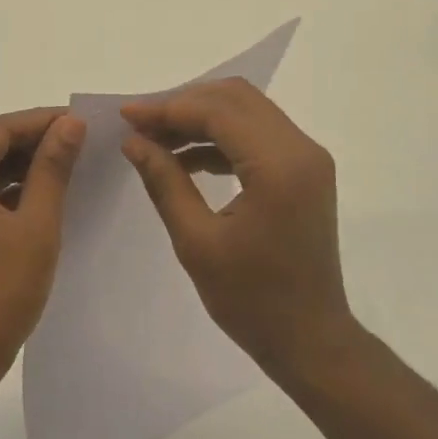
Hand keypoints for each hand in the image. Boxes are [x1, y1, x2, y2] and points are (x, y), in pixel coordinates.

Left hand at [0, 107, 85, 383]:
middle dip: (35, 143)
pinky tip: (46, 191)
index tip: (83, 121)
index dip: (43, 122)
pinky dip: (11, 190)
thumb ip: (52, 167)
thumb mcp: (36, 224)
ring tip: (72, 162)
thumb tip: (72, 124)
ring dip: (25, 166)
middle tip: (83, 142)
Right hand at [120, 79, 355, 378]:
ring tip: (156, 140)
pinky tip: (186, 159)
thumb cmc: (252, 300)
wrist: (310, 339)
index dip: (168, 108)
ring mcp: (308, 159)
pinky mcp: (305, 171)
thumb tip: (134, 141)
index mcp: (279, 166)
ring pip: (248, 112)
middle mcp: (302, 149)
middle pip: (237, 98)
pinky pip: (258, 136)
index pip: (218, 111)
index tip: (126, 116)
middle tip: (141, 126)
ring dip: (202, 118)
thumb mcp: (197, 242)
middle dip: (184, 104)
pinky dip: (221, 138)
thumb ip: (165, 182)